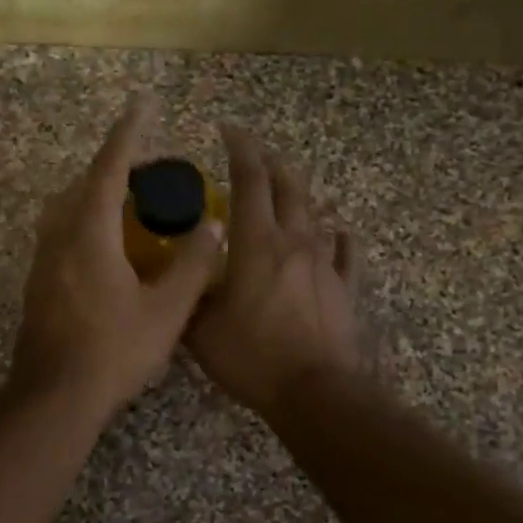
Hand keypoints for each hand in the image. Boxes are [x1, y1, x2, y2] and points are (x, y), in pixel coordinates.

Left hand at [9, 95, 224, 419]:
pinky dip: (87, 218)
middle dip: (118, 165)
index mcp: (90, 233)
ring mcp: (43, 258)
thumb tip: (215, 226)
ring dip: (98, 192)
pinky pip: (62, 230)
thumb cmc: (114, 352)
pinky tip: (110, 244)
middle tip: (152, 171)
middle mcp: (60, 235)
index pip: (110, 167)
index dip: (129, 132)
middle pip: (86, 182)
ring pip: (68, 206)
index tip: (143, 103)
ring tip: (132, 202)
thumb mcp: (168, 310)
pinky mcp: (38, 280)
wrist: (54, 397)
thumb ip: (194, 264)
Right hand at [189, 126, 362, 418]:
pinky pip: (346, 252)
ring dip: (300, 195)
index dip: (239, 147)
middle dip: (270, 161)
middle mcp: (295, 240)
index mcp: (256, 241)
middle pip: (288, 185)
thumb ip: (187, 295)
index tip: (227, 129)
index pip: (250, 178)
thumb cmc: (252, 356)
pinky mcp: (345, 288)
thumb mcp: (200, 329)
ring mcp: (325, 263)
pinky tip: (338, 233)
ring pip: (317, 213)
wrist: (315, 392)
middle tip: (254, 152)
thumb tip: (176, 277)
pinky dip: (339, 237)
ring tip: (288, 190)